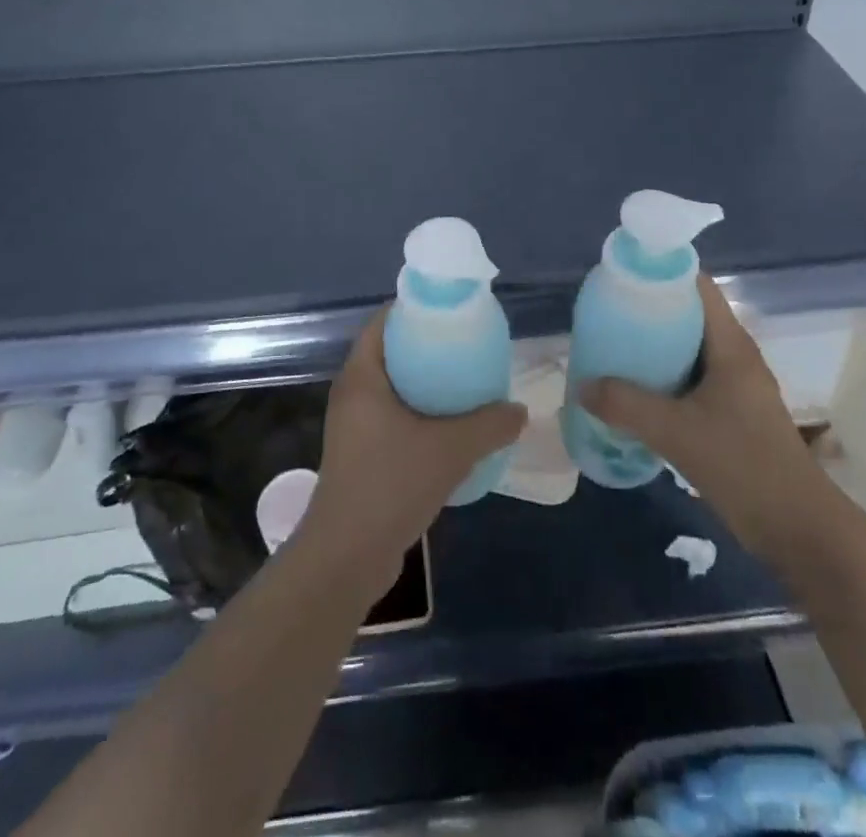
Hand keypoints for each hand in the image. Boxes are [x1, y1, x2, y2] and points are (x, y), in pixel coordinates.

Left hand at [304, 307, 525, 591]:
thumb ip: (490, 425)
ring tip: (466, 383)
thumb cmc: (390, 484)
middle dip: (427, 346)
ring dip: (425, 384)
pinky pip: (393, 416)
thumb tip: (519, 411)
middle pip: (390, 352)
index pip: (383, 321)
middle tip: (467, 345)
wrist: (346, 557)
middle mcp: (352, 394)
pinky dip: (419, 413)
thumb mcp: (450, 449)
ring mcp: (353, 426)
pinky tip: (450, 428)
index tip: (451, 309)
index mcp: (361, 376)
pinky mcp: (360, 454)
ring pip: (393, 388)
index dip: (415, 309)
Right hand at [578, 276, 826, 559]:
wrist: (798, 529)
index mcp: (731, 345)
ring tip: (613, 352)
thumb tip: (583, 386)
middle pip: (689, 316)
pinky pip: (692, 380)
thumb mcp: (676, 432)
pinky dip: (664, 379)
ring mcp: (736, 387)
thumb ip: (626, 405)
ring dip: (654, 350)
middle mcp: (735, 357)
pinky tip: (635, 395)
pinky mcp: (733, 414)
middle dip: (649, 314)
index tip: (622, 280)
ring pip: (689, 351)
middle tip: (607, 318)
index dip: (661, 275)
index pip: (697, 287)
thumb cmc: (743, 465)